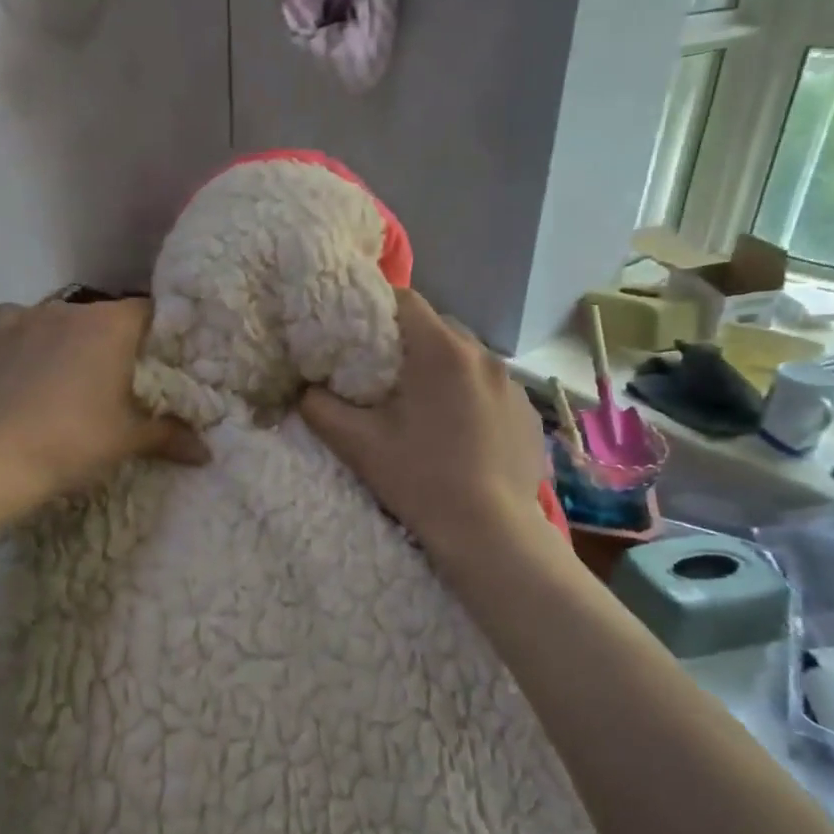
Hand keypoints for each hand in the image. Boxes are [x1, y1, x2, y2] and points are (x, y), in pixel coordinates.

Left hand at [0, 297, 207, 505]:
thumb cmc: (71, 443)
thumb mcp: (128, 441)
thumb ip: (171, 437)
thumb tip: (208, 453)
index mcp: (112, 325)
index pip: (152, 313)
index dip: (161, 336)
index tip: (164, 363)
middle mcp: (71, 307)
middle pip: (107, 316)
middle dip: (118, 342)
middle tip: (121, 379)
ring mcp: (27, 316)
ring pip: (64, 320)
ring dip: (73, 341)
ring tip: (72, 378)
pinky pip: (22, 325)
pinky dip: (31, 340)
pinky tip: (28, 367)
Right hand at [301, 290, 553, 560]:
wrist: (490, 533)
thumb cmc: (420, 480)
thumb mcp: (357, 444)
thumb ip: (320, 408)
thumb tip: (304, 390)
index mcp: (441, 352)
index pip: (406, 300)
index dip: (377, 308)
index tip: (358, 332)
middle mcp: (484, 356)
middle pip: (439, 328)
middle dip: (410, 343)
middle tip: (385, 375)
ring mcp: (514, 386)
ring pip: (468, 359)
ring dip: (444, 371)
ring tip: (426, 407)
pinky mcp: (530, 415)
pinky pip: (493, 389)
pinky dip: (473, 397)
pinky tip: (462, 434)